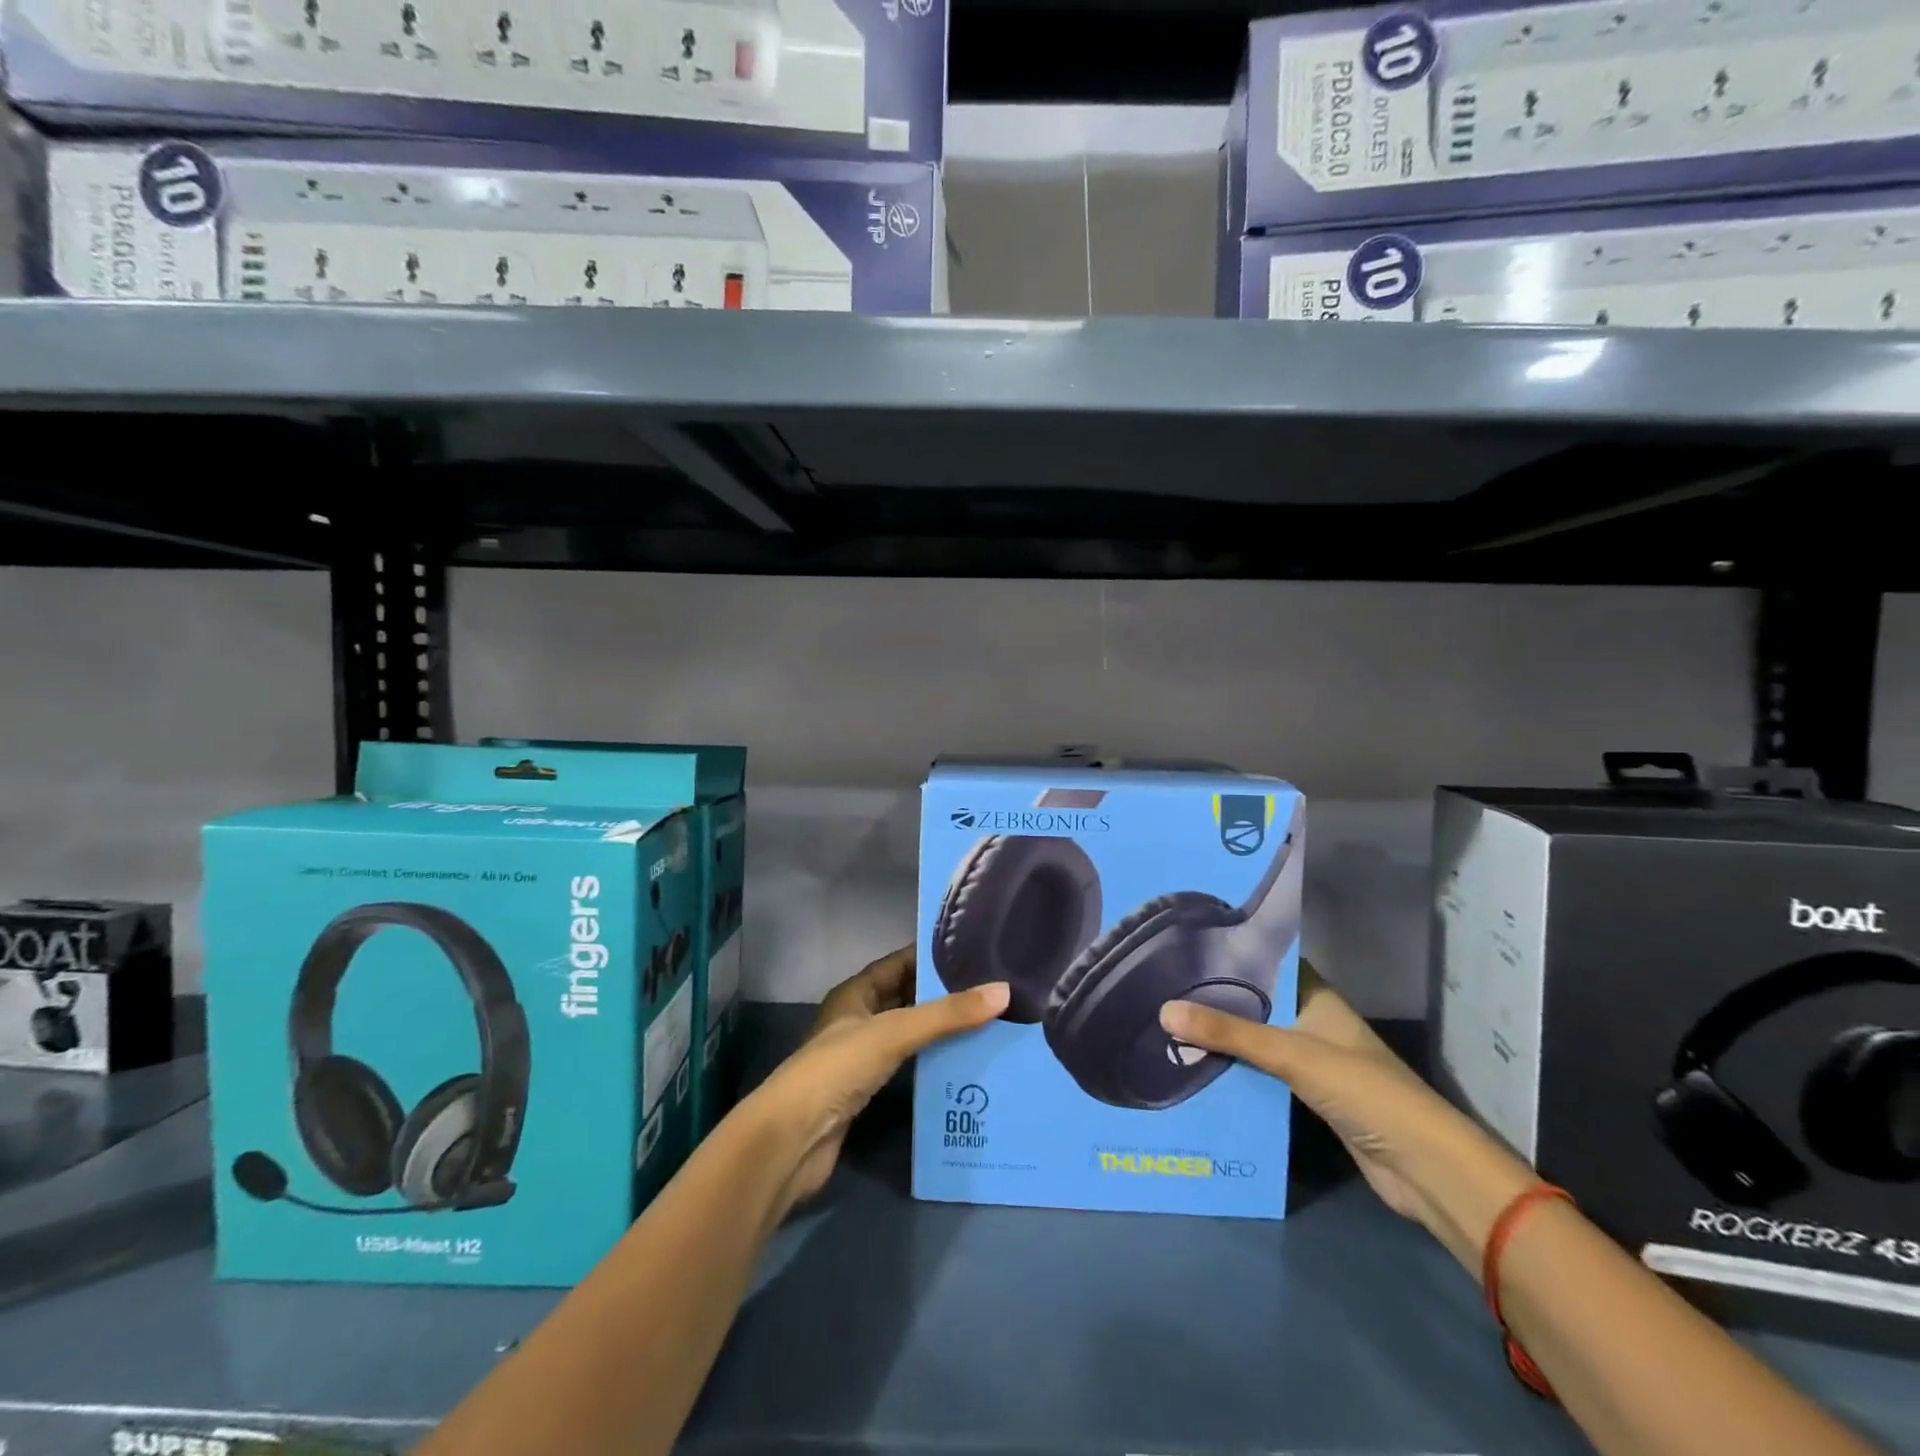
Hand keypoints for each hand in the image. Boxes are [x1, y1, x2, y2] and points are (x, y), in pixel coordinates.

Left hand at [745, 947, 1007, 1216]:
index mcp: (855, 993)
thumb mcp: (894, 1032)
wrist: (792, 1140)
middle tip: (992, 990)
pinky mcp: (867, 1092)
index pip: (899, 963)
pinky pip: (907, 1066)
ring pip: (909, 1034)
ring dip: (941, 1031)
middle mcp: (858, 1019)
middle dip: (943, 995)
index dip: (932, 956)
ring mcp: (861, 1057)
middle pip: (907, 998)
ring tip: (989, 1023)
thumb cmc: (837, 1069)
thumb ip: (947, 1014)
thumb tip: (1004, 991)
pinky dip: (932, 1063)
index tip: (975, 952)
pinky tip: (964, 1064)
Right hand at [1160, 963, 1536, 1276]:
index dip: (1230, 953)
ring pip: (1256, 1038)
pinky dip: (1235, 1070)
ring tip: (1166, 1022)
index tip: (1183, 945)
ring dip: (1222, 1037)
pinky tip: (1196, 1067)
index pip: (1267, 963)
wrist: (1422, 1167)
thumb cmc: (1362, 1090)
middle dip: (1216, 997)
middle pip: (1257, 1002)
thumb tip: (1163, 1010)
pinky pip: (1262, 1073)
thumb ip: (1229, 1033)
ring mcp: (1312, 1060)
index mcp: (1316, 997)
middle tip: (1160, 985)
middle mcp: (1313, 1021)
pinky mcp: (1309, 1096)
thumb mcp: (1291, 1054)